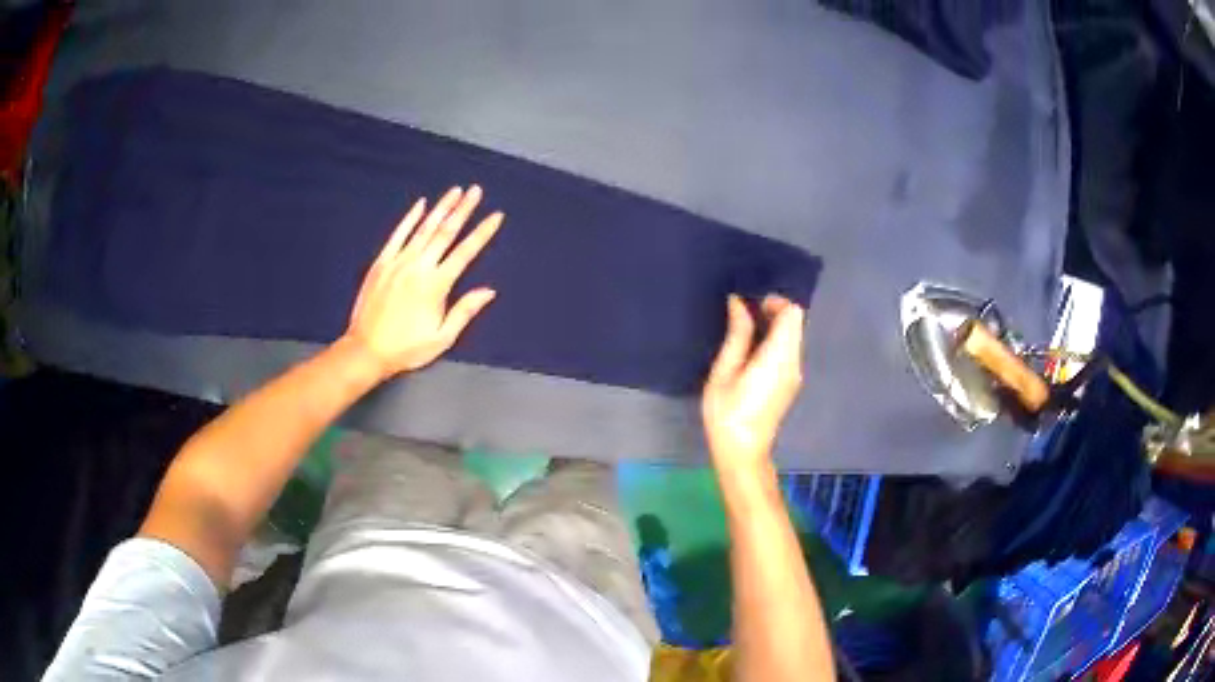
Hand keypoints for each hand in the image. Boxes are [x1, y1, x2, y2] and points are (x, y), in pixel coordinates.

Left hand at [344, 185, 501, 377]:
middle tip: (476, 190)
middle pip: (445, 232)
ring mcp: (397, 262)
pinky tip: (420, 205)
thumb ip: (464, 311)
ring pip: (423, 228)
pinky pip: (398, 235)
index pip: (465, 252)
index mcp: (436, 285)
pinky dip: (410, 218)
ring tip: (455, 191)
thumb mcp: (442, 338)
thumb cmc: (406, 348)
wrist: (366, 350)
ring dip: (441, 208)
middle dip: (463, 209)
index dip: (482, 232)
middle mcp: (418, 267)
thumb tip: (489, 291)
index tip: (496, 216)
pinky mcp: (381, 263)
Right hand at [702, 294, 804, 472]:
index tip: (751, 305)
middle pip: (796, 323)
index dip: (775, 302)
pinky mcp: (790, 383)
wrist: (743, 453)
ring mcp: (795, 374)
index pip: (793, 314)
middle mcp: (794, 362)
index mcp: (778, 357)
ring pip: (793, 336)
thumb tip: (739, 303)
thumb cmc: (727, 413)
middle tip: (743, 316)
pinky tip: (751, 352)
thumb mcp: (724, 372)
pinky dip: (775, 342)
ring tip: (743, 333)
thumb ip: (737, 335)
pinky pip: (789, 351)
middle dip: (774, 312)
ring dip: (774, 327)